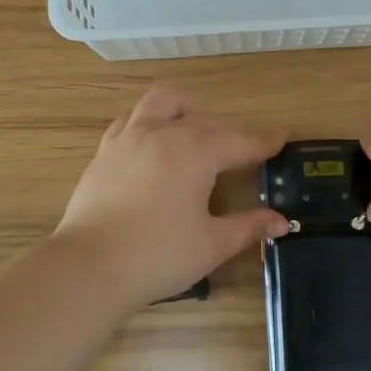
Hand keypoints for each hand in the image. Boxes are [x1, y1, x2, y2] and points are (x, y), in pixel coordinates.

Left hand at [55, 86, 288, 310]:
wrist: (89, 267)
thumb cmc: (158, 255)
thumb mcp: (212, 244)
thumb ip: (248, 227)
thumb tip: (280, 222)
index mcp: (195, 152)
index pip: (239, 140)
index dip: (263, 140)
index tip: (281, 137)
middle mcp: (163, 133)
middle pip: (206, 121)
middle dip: (231, 131)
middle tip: (246, 149)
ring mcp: (128, 138)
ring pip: (163, 103)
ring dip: (187, 110)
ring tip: (197, 128)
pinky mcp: (104, 152)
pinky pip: (131, 120)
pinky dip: (150, 122)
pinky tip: (154, 143)